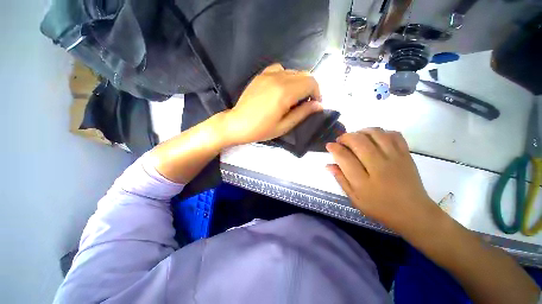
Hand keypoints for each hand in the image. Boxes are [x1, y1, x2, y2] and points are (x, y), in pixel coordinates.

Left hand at [221, 63, 322, 144]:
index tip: (314, 105)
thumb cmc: (261, 129)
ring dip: (299, 83)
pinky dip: (286, 77)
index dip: (317, 93)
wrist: (237, 124)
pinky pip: (280, 69)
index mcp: (285, 92)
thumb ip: (303, 113)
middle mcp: (278, 78)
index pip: (311, 82)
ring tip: (294, 97)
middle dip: (310, 88)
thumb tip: (319, 105)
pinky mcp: (261, 75)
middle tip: (305, 103)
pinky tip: (281, 88)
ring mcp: (268, 74)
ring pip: (293, 71)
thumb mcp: (284, 126)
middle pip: (304, 75)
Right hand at [326, 128, 439, 232]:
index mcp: (363, 182)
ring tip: (356, 137)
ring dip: (361, 131)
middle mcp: (379, 167)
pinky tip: (375, 138)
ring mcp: (395, 159)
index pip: (344, 157)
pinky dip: (382, 132)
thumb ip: (341, 180)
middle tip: (341, 141)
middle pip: (358, 141)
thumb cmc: (379, 207)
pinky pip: (394, 135)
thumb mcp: (355, 198)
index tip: (329, 146)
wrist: (413, 212)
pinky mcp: (406, 155)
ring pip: (376, 134)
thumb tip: (328, 165)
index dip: (334, 148)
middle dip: (345, 137)